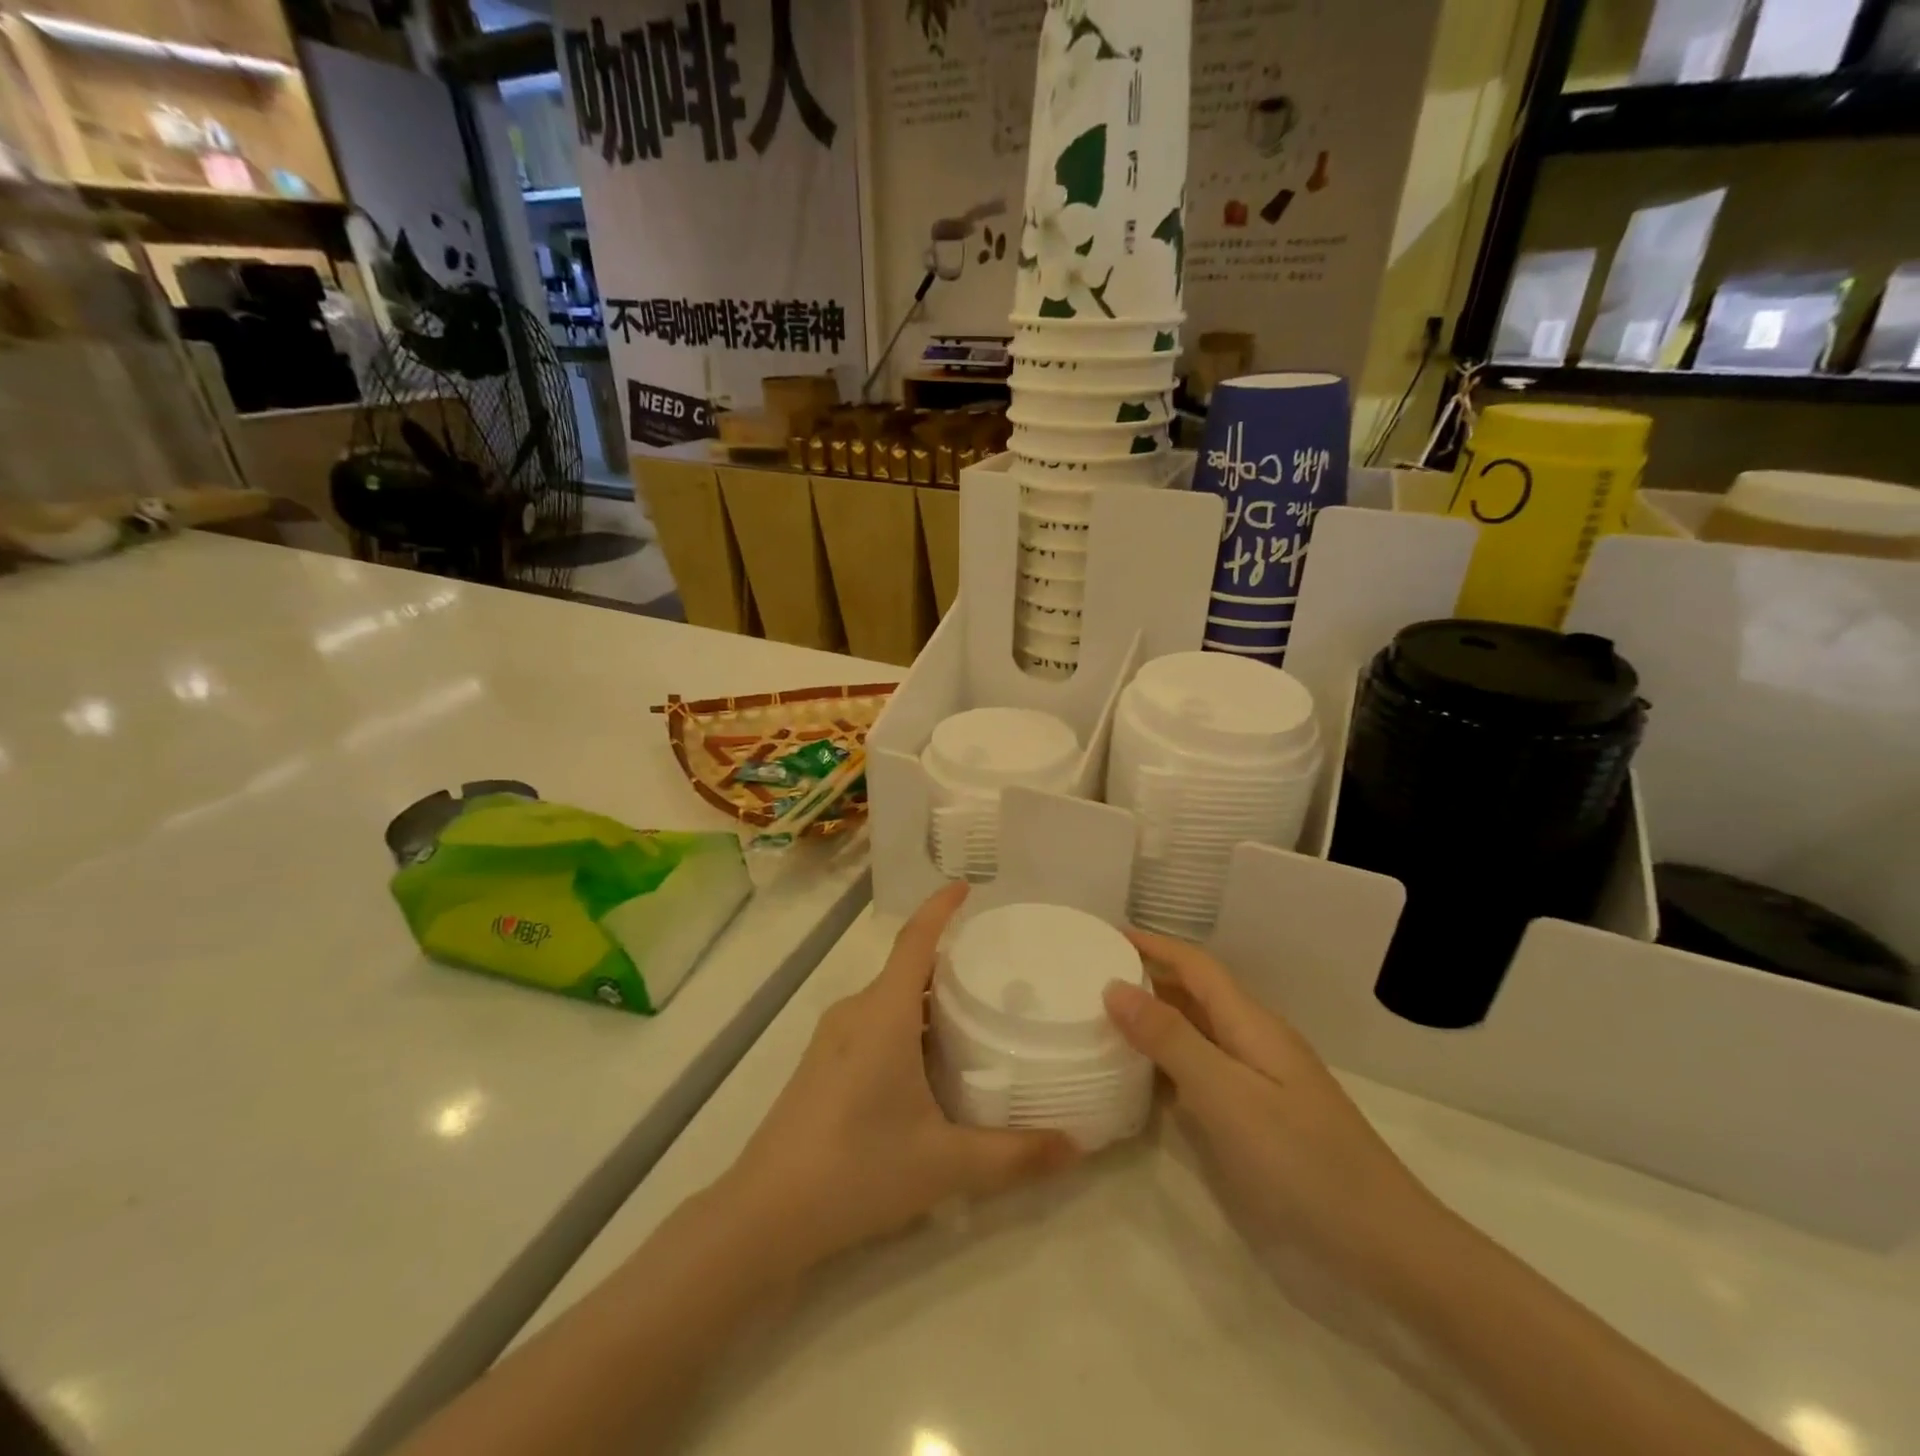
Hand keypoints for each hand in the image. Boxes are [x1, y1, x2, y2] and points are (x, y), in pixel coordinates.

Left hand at [722, 883, 1078, 1276]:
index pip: (915, 940)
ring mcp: (833, 1038)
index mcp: (885, 1014)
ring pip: (889, 999)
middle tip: (997, 971)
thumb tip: (1076, 1148)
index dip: (940, 908)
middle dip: (948, 961)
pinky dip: (906, 1023)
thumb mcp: (945, 1164)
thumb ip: (1014, 1155)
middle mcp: (857, 1012)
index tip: (967, 887)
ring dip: (927, 999)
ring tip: (973, 1016)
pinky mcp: (822, 1063)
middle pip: (907, 968)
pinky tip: (928, 1064)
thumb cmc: (858, 1169)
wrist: (765, 1213)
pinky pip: (873, 1022)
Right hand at [1104, 931, 1448, 1292]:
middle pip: (1195, 994)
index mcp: (1251, 1023)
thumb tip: (1115, 986)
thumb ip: (1170, 1039)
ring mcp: (1260, 1081)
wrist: (1384, 1245)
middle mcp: (1254, 1041)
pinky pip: (1204, 1071)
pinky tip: (1142, 1080)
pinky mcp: (1259, 1117)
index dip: (1152, 945)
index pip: (1195, 966)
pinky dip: (1169, 1064)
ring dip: (1156, 1020)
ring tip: (1105, 1021)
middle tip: (1091, 978)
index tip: (1104, 934)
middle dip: (1148, 978)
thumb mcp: (1227, 1095)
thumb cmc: (1302, 1161)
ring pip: (1198, 1033)